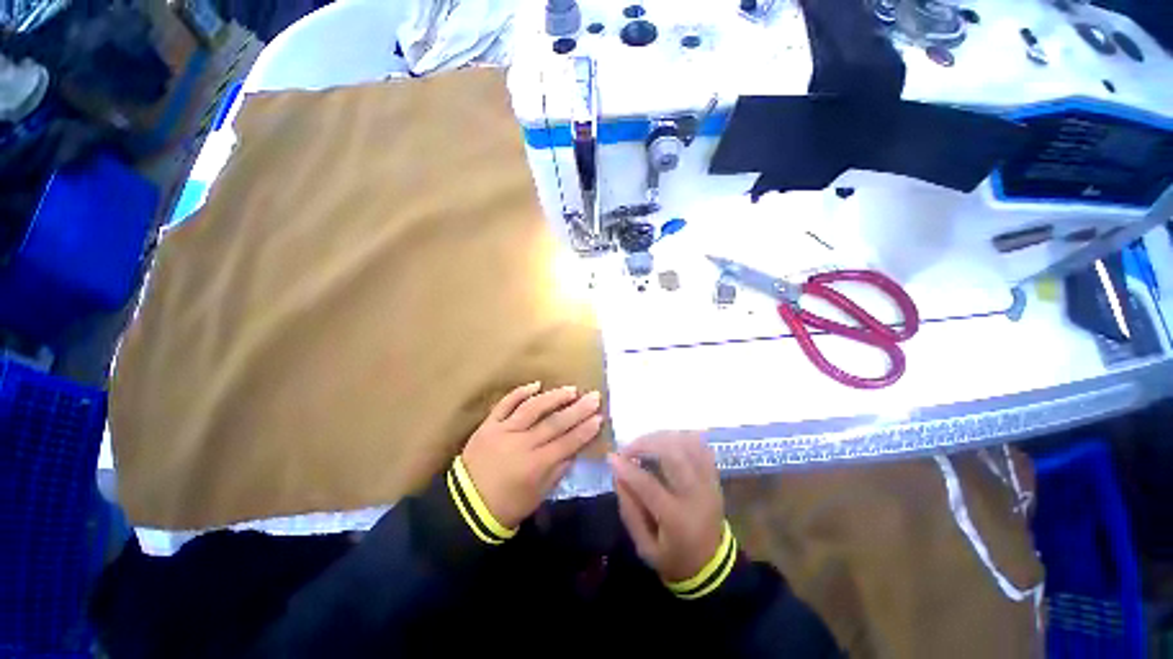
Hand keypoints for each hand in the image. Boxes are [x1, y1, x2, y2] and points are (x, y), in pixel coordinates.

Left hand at [461, 382, 603, 528]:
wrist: (465, 506)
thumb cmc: (506, 506)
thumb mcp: (538, 496)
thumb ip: (557, 472)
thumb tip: (574, 450)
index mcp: (535, 465)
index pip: (567, 443)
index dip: (585, 430)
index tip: (600, 417)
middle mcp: (522, 444)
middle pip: (555, 423)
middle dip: (578, 409)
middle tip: (594, 397)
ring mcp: (503, 431)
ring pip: (532, 408)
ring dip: (554, 397)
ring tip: (571, 390)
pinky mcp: (488, 424)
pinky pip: (505, 404)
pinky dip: (520, 392)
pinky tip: (536, 384)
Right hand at [608, 432, 723, 582]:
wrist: (713, 567)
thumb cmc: (674, 559)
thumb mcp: (645, 547)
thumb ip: (629, 511)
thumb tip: (618, 475)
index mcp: (678, 519)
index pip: (649, 485)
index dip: (627, 469)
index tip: (611, 457)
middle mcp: (697, 495)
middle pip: (673, 454)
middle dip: (646, 443)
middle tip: (629, 448)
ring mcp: (709, 483)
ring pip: (688, 444)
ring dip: (662, 438)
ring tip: (645, 443)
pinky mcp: (714, 477)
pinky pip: (700, 446)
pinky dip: (681, 439)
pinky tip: (666, 443)